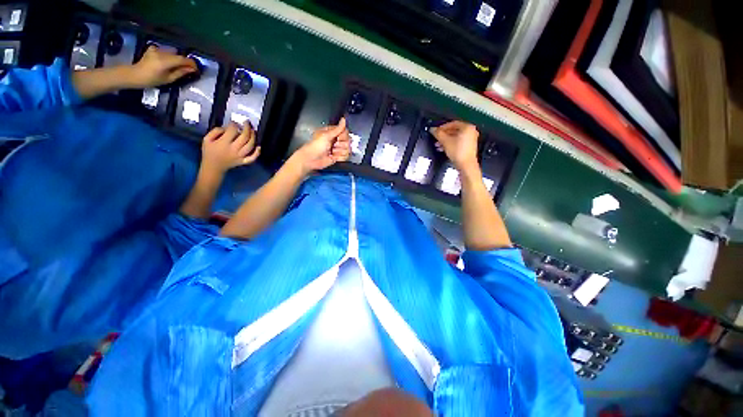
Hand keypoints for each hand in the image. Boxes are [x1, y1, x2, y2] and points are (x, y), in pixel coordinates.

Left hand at [129, 45, 198, 88]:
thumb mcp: (169, 79)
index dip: (191, 63)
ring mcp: (156, 49)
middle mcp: (162, 53)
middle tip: (187, 69)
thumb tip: (191, 69)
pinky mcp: (153, 48)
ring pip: (172, 52)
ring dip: (176, 58)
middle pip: (178, 55)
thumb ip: (181, 73)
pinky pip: (164, 50)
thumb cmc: (152, 80)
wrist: (135, 75)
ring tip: (176, 65)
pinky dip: (168, 54)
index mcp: (165, 61)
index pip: (183, 59)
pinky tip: (165, 59)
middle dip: (184, 61)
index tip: (196, 69)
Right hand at [200, 122, 260, 174]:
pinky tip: (259, 146)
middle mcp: (234, 150)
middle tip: (247, 122)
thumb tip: (227, 127)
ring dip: (253, 137)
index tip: (234, 122)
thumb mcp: (207, 139)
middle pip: (244, 137)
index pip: (232, 131)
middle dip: (247, 128)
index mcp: (223, 143)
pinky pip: (252, 158)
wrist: (213, 167)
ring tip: (253, 130)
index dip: (234, 124)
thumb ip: (216, 131)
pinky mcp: (243, 161)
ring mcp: (240, 156)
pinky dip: (257, 153)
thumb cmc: (209, 152)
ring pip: (250, 146)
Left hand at [291, 118, 351, 174]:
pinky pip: (345, 156)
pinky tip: (333, 157)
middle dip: (341, 145)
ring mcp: (337, 149)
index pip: (345, 132)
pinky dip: (339, 157)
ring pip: (347, 150)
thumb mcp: (326, 135)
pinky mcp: (338, 157)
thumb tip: (344, 119)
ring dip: (339, 151)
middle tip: (334, 145)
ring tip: (332, 152)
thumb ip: (337, 129)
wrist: (311, 159)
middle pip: (348, 141)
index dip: (343, 136)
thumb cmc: (316, 145)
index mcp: (332, 132)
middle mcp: (336, 140)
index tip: (338, 138)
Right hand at [430, 121, 479, 172]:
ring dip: (445, 140)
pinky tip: (443, 148)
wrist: (466, 165)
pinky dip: (450, 144)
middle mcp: (470, 131)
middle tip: (436, 138)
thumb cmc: (458, 152)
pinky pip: (457, 142)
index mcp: (467, 127)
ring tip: (438, 144)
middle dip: (443, 135)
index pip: (452, 123)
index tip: (436, 131)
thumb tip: (432, 129)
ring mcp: (470, 139)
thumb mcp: (445, 141)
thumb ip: (438, 134)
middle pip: (454, 130)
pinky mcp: (468, 146)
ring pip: (455, 137)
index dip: (442, 127)